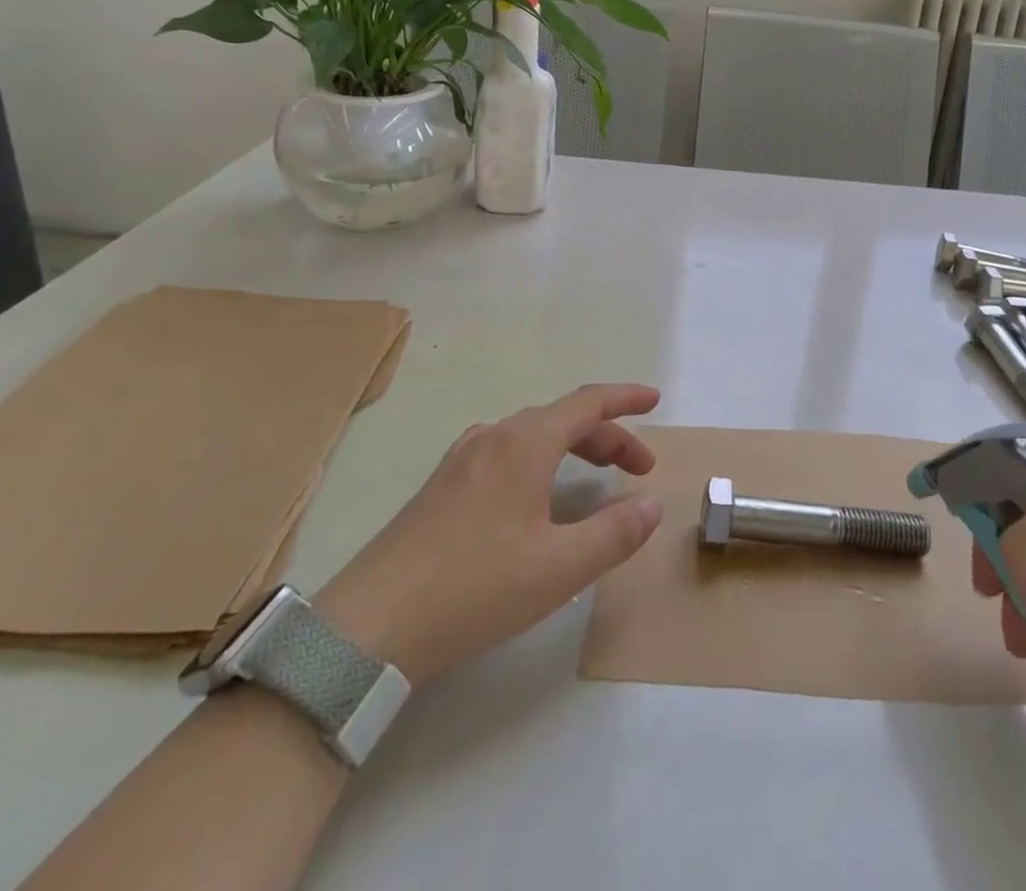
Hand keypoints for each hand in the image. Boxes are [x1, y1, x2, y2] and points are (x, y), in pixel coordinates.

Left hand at [316, 383, 663, 680]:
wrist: (369, 625)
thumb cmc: (475, 587)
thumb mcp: (559, 568)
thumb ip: (614, 533)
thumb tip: (651, 506)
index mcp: (525, 443)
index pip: (588, 402)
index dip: (625, 399)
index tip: (655, 401)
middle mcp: (493, 437)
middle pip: (562, 420)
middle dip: (607, 437)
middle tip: (637, 470)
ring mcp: (461, 460)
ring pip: (532, 436)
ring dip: (572, 448)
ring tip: (594, 479)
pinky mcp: (440, 487)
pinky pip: (505, 454)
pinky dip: (540, 461)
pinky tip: (535, 496)